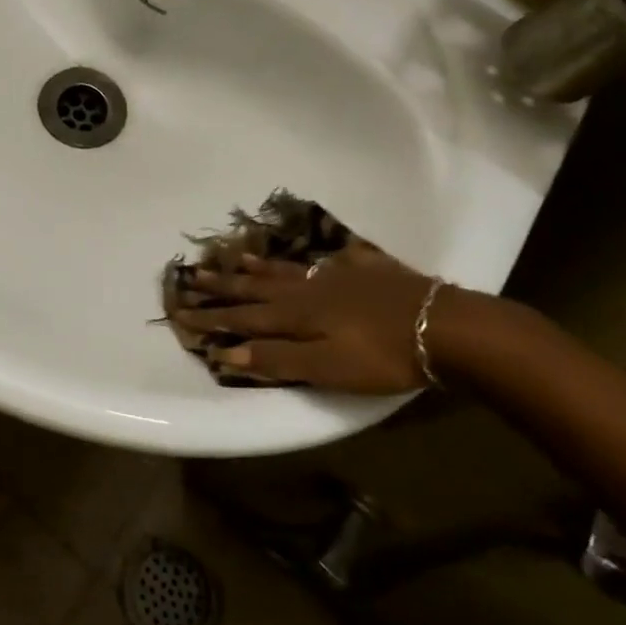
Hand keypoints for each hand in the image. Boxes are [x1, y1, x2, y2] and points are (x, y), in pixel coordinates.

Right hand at [170, 243, 440, 392]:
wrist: (445, 326)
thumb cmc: (383, 356)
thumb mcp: (327, 368)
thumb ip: (278, 360)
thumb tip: (227, 353)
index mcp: (296, 314)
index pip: (243, 317)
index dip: (211, 317)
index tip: (180, 312)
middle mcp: (309, 289)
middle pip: (258, 287)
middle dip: (224, 285)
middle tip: (193, 274)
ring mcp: (338, 275)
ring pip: (289, 270)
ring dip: (259, 267)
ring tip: (237, 258)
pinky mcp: (368, 270)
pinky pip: (333, 259)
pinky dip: (316, 258)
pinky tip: (318, 255)